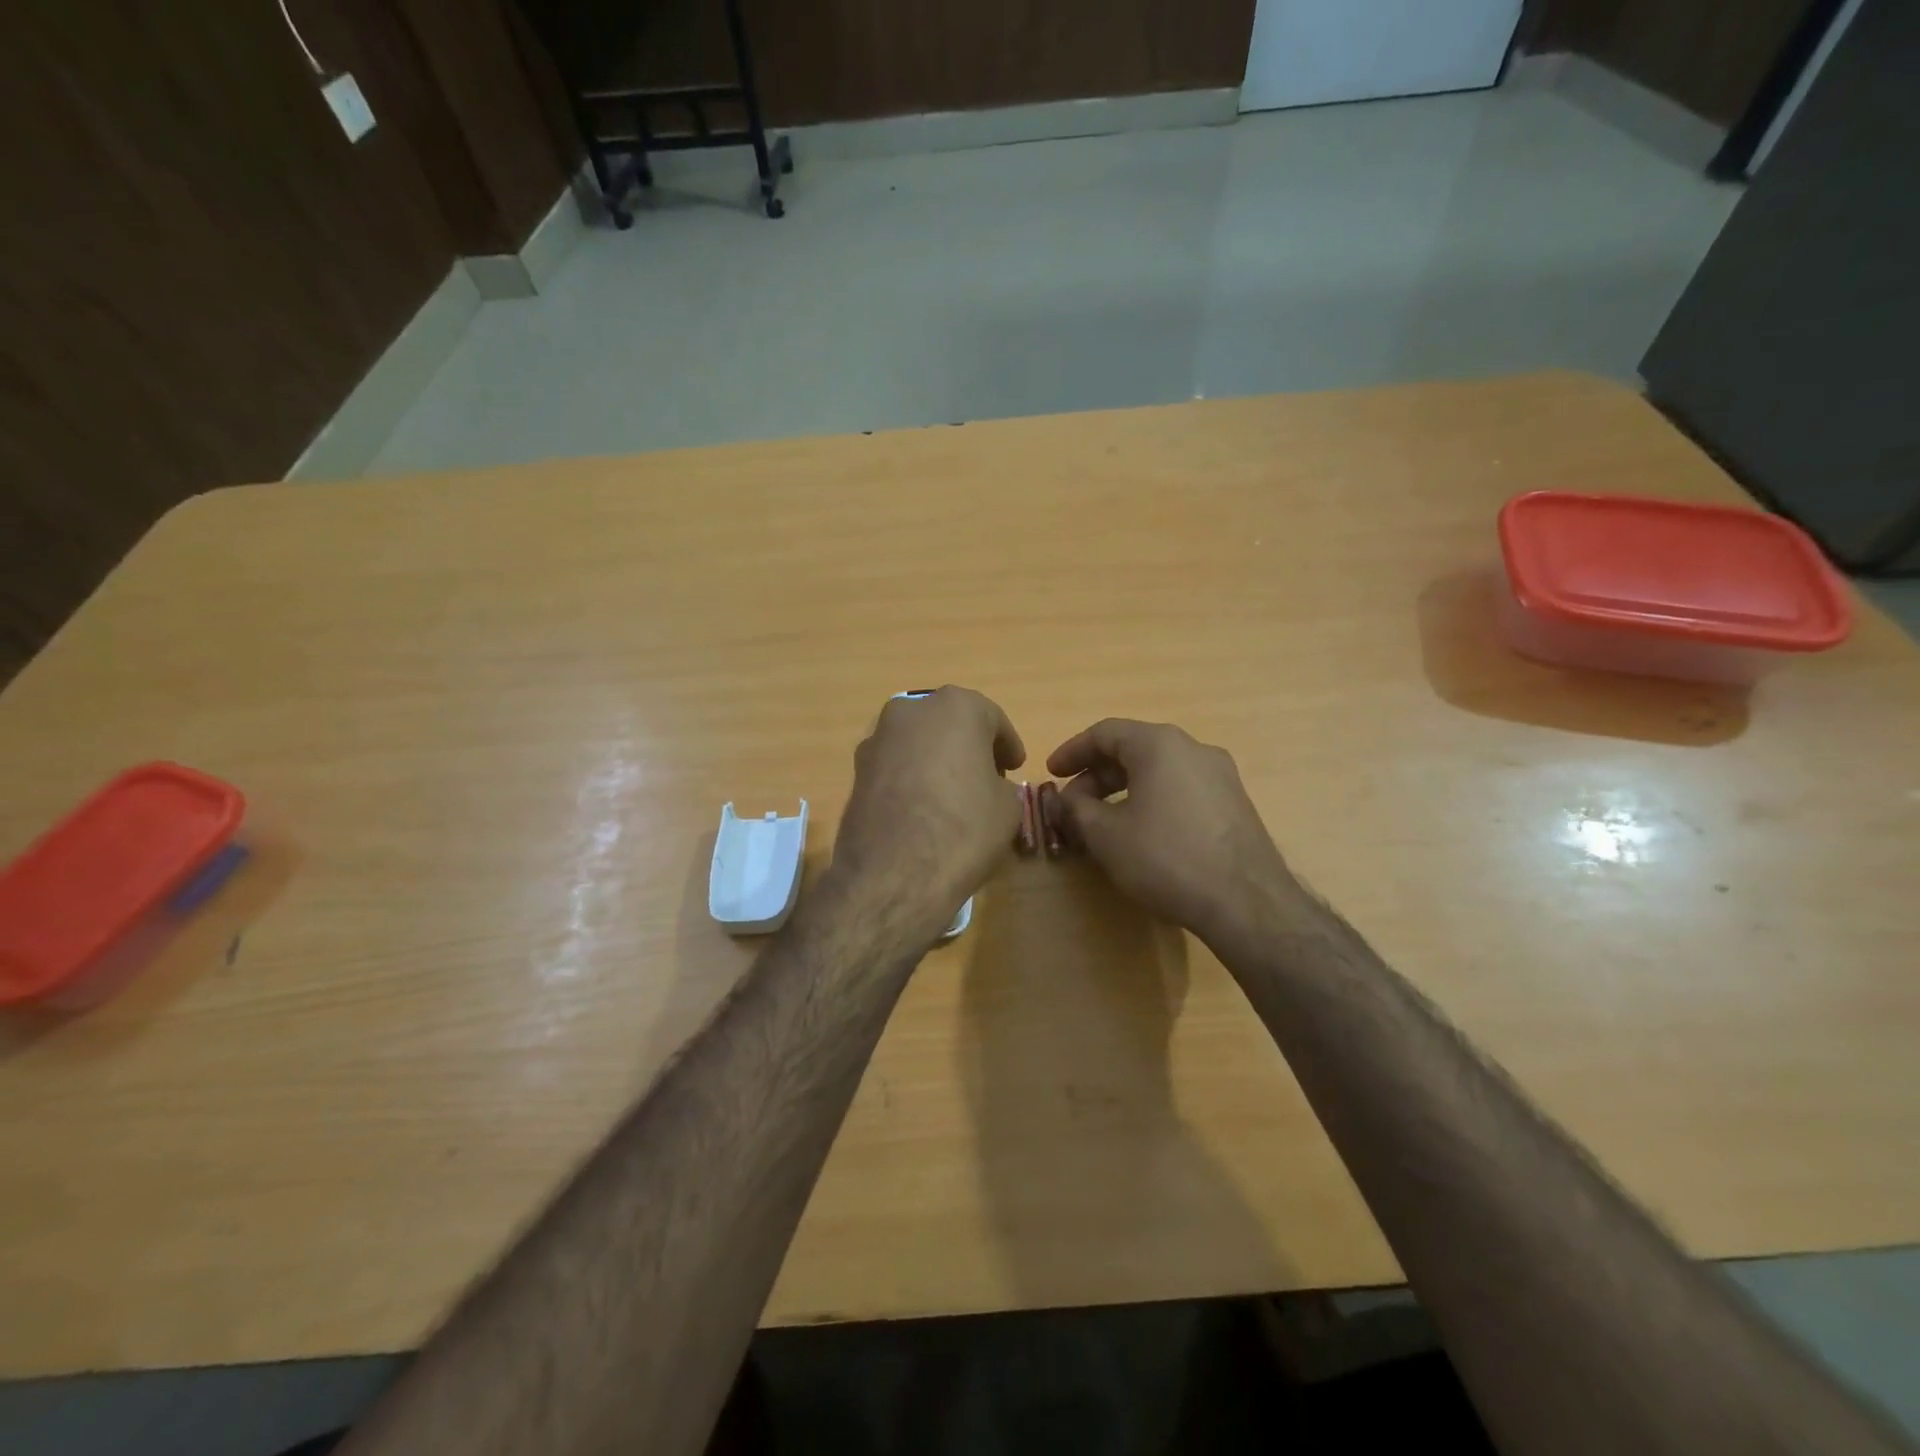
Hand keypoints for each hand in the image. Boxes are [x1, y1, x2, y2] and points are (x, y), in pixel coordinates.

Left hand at [830, 687, 1025, 930]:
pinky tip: (921, 809)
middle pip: (949, 723)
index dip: (1007, 745)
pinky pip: (895, 766)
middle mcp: (911, 710)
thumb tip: (988, 787)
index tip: (1014, 767)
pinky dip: (910, 778)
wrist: (894, 874)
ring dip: (935, 760)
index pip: (992, 718)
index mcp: (956, 706)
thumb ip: (1001, 784)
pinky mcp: (856, 770)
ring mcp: (877, 738)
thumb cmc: (964, 828)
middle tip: (985, 777)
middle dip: (967, 746)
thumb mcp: (1008, 807)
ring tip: (951, 795)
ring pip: (918, 742)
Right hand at [1047, 719, 1298, 948]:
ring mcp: (1220, 776)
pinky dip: (1151, 801)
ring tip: (1102, 823)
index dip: (1071, 752)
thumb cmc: (1166, 858)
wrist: (1246, 902)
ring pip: (1158, 771)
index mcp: (1160, 744)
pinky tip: (1141, 834)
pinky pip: (1181, 790)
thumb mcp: (1106, 835)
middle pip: (1133, 750)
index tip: (1051, 775)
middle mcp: (1193, 749)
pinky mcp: (1234, 804)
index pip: (1105, 733)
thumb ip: (1075, 810)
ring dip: (1123, 791)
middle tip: (1072, 806)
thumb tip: (1062, 800)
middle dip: (1096, 776)